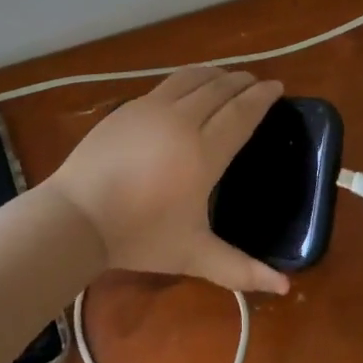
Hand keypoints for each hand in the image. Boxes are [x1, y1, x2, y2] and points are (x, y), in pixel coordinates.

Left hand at [47, 67, 290, 294]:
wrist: (77, 217)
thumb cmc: (140, 236)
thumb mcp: (194, 255)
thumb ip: (240, 269)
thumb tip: (285, 288)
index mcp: (204, 153)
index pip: (242, 113)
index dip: (262, 97)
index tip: (277, 87)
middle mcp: (183, 122)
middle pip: (220, 89)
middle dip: (242, 82)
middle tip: (256, 82)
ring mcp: (152, 109)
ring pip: (193, 79)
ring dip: (216, 75)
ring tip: (227, 77)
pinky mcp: (128, 108)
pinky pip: (168, 84)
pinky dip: (189, 79)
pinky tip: (189, 87)